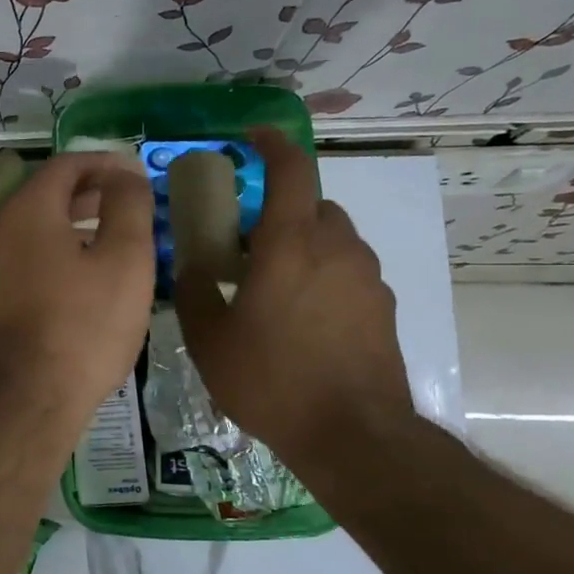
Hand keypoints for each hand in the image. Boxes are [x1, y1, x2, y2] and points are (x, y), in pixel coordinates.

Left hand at [0, 152, 155, 422]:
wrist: (26, 399)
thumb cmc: (84, 326)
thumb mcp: (125, 260)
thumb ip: (128, 205)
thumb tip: (125, 174)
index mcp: (27, 210)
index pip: (66, 164)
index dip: (105, 163)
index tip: (137, 175)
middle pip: (46, 193)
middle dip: (90, 191)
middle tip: (129, 202)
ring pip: (34, 225)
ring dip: (72, 220)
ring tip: (112, 235)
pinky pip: (24, 254)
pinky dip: (55, 248)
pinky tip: (82, 273)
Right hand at [174, 130, 414, 474]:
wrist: (353, 436)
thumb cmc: (271, 379)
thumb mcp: (209, 338)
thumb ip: (195, 290)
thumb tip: (190, 264)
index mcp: (291, 244)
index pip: (291, 170)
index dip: (272, 144)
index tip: (252, 138)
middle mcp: (337, 248)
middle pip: (312, 205)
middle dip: (280, 211)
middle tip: (247, 243)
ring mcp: (367, 278)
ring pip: (333, 239)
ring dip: (302, 245)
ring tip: (272, 286)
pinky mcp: (382, 308)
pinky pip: (347, 272)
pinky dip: (323, 276)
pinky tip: (301, 320)